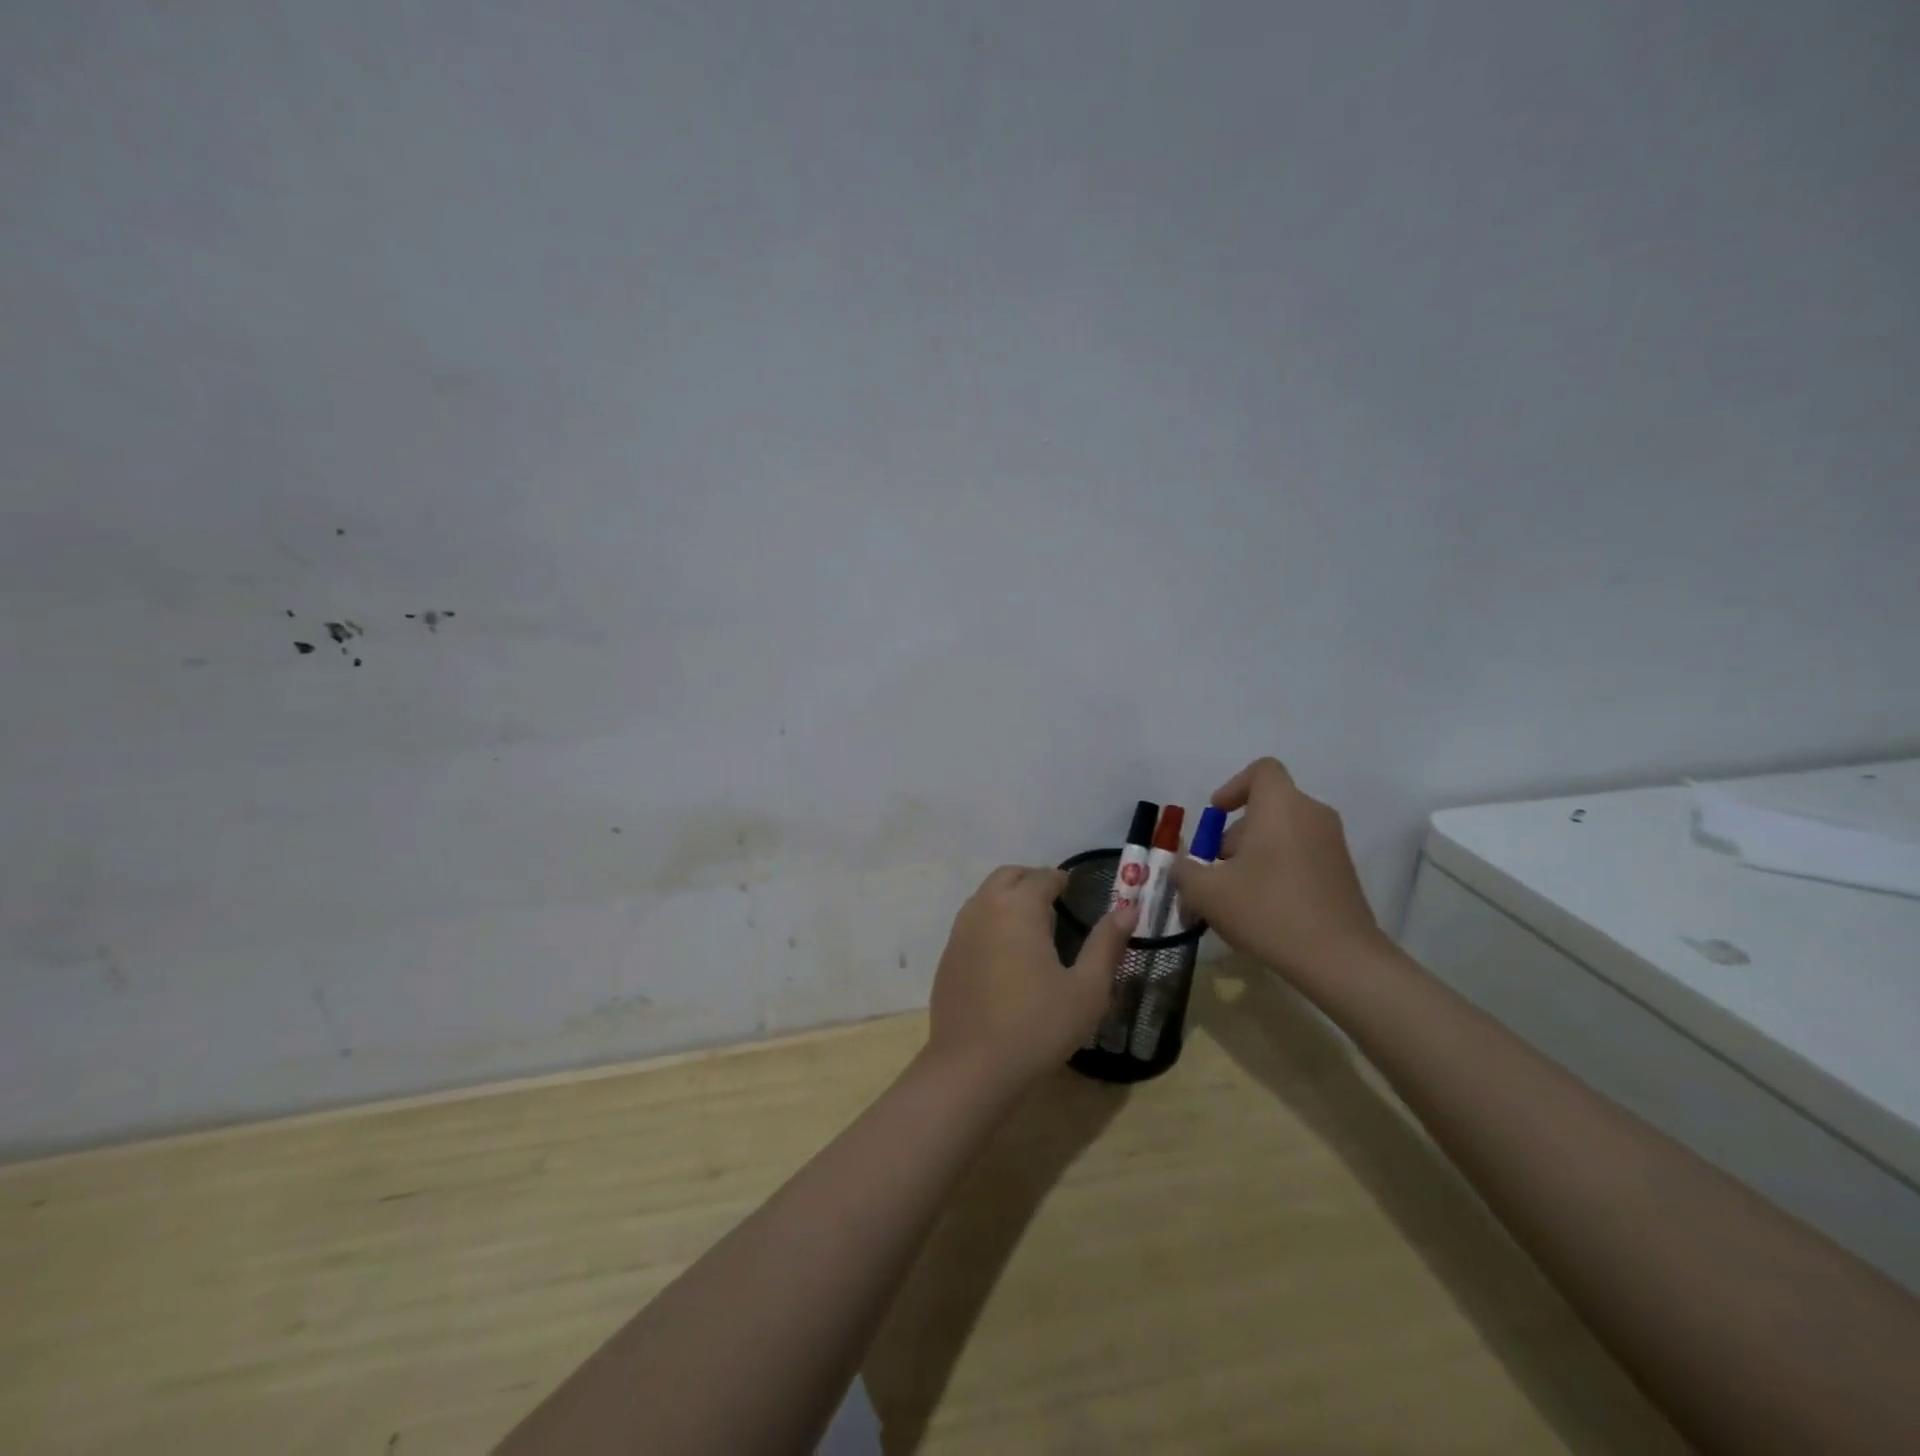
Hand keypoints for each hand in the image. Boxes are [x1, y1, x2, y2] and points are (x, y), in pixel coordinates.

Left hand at [925, 865, 1135, 1092]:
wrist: (972, 1067)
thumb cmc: (1037, 1026)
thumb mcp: (1087, 989)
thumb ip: (1106, 944)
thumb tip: (1128, 909)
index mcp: (1018, 907)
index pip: (1043, 876)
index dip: (1063, 879)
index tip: (1078, 890)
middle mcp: (984, 907)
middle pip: (1008, 876)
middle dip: (1032, 880)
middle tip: (1056, 902)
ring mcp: (960, 931)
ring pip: (986, 895)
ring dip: (1008, 897)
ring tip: (1033, 925)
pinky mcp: (948, 956)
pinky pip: (972, 921)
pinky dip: (991, 920)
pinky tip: (1006, 953)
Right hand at [1172, 758, 1387, 983]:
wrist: (1339, 959)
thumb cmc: (1267, 910)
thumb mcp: (1207, 892)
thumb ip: (1185, 871)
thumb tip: (1182, 865)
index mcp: (1281, 806)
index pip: (1261, 770)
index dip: (1233, 786)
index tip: (1216, 815)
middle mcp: (1312, 815)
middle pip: (1267, 807)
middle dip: (1235, 834)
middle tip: (1214, 869)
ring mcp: (1332, 845)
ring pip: (1283, 833)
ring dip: (1253, 854)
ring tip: (1232, 895)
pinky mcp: (1342, 873)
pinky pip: (1301, 856)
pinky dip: (1277, 869)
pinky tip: (1261, 908)